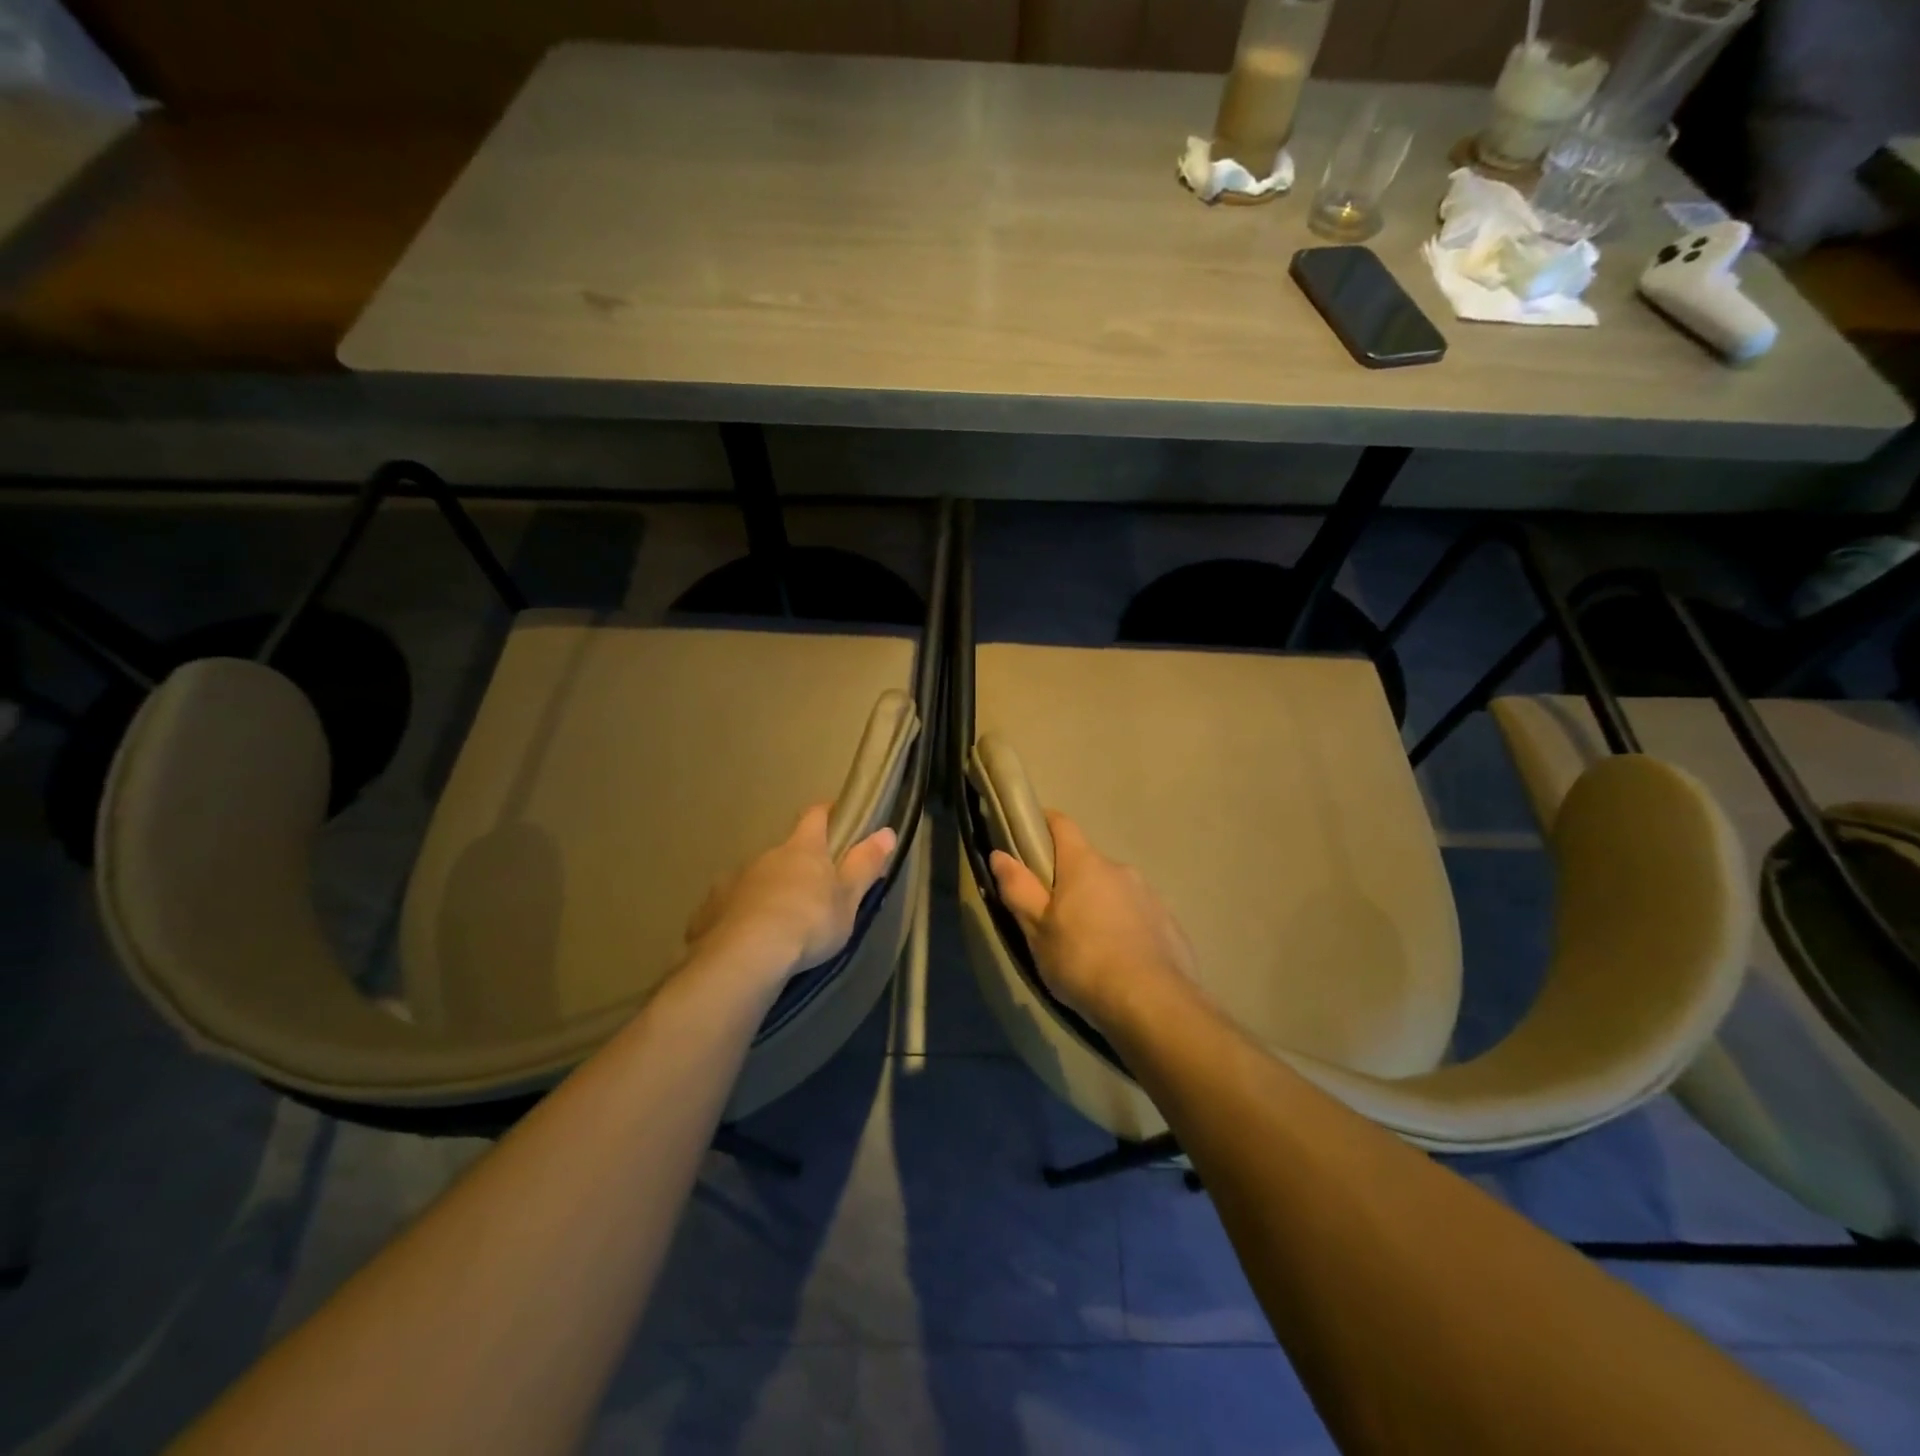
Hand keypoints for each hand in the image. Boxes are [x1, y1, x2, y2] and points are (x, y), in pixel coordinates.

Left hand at [687, 804, 896, 984]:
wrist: (745, 956)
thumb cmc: (808, 922)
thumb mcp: (847, 898)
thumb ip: (865, 864)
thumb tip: (887, 831)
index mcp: (802, 850)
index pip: (815, 817)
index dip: (826, 812)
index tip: (836, 814)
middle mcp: (765, 857)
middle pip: (784, 852)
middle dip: (796, 865)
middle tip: (811, 892)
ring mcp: (733, 881)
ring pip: (755, 880)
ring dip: (767, 893)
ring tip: (778, 923)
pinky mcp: (709, 911)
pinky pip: (729, 908)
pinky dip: (739, 917)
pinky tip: (745, 940)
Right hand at [990, 811, 1196, 1032]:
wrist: (1152, 1003)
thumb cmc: (1082, 961)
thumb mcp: (1037, 930)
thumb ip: (1018, 889)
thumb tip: (1000, 854)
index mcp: (1084, 864)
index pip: (1062, 824)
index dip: (1044, 824)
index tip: (1029, 836)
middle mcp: (1119, 869)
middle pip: (1087, 863)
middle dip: (1070, 880)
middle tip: (1053, 915)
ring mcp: (1148, 895)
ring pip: (1114, 890)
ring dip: (1099, 905)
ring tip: (1089, 946)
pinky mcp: (1169, 923)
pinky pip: (1138, 916)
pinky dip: (1125, 928)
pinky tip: (1120, 960)